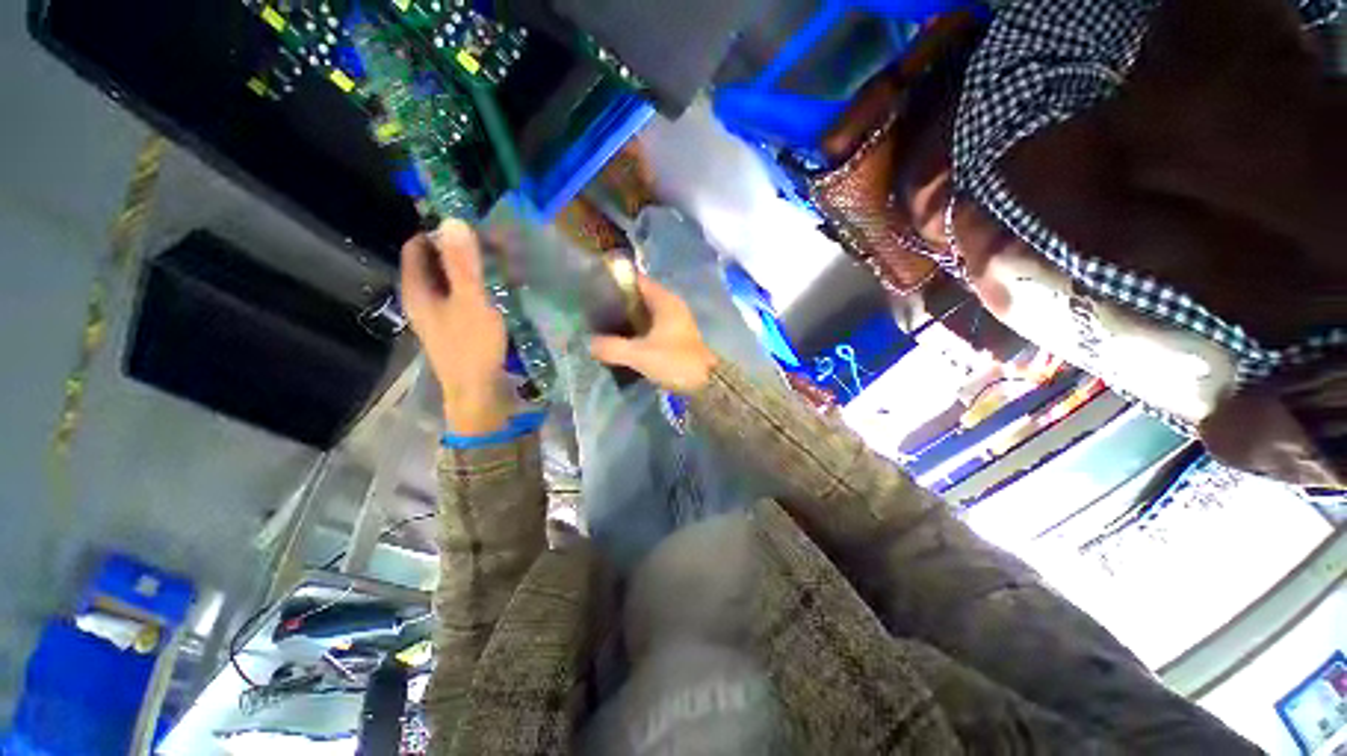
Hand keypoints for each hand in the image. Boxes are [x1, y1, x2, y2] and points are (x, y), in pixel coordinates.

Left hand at [401, 221, 510, 434]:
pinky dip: (480, 288)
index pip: (418, 246)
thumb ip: (463, 263)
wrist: (479, 392)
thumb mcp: (472, 301)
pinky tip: (503, 291)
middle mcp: (423, 299)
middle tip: (495, 247)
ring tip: (504, 265)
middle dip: (461, 251)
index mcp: (417, 289)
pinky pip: (464, 297)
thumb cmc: (472, 345)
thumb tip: (453, 220)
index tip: (471, 230)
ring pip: (452, 281)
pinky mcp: (457, 327)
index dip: (440, 233)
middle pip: (435, 263)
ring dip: (474, 270)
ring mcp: (440, 315)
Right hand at [589, 275, 717, 393]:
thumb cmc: (674, 361)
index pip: (637, 281)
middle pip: (640, 297)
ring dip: (628, 318)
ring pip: (646, 313)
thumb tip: (590, 344)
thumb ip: (612, 348)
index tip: (594, 289)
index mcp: (665, 300)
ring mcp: (675, 321)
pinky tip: (624, 340)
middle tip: (595, 311)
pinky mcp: (676, 336)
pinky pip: (652, 326)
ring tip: (604, 326)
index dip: (616, 282)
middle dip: (619, 303)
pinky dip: (638, 330)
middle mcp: (671, 305)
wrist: (706, 383)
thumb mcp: (640, 355)